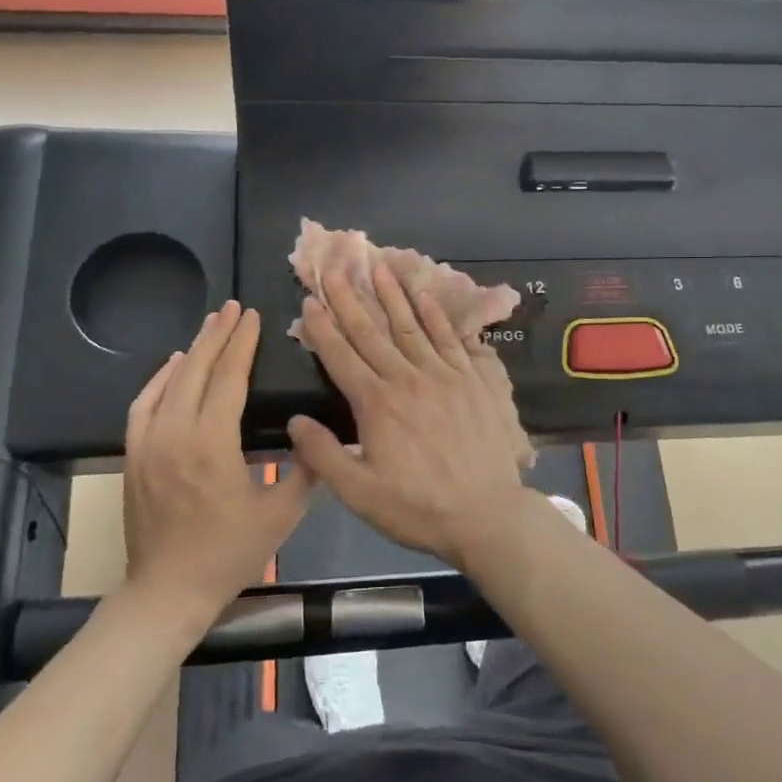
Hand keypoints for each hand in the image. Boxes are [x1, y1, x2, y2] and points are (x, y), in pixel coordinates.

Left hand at [123, 302, 312, 627]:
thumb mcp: (281, 515)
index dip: (242, 344)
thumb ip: (305, 469)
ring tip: (210, 326)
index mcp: (212, 443)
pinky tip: (171, 365)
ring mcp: (148, 444)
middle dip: (217, 335)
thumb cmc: (229, 553)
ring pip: (168, 382)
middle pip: (195, 370)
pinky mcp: (133, 456)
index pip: (228, 379)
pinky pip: (143, 405)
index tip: (253, 317)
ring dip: (190, 350)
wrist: (168, 591)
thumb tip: (320, 434)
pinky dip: (158, 379)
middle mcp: (175, 434)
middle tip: (234, 308)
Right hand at [287, 262, 545, 570]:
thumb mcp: (359, 494)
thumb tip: (295, 421)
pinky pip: (451, 339)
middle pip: (372, 332)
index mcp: (376, 403)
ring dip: (392, 296)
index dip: (322, 328)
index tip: (309, 301)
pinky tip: (425, 297)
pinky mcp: (473, 379)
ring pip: (412, 326)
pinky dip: (436, 316)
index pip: (341, 356)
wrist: (486, 513)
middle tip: (334, 269)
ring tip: (378, 268)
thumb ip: (323, 455)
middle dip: (349, 299)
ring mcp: (444, 374)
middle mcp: (408, 378)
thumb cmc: (418, 507)